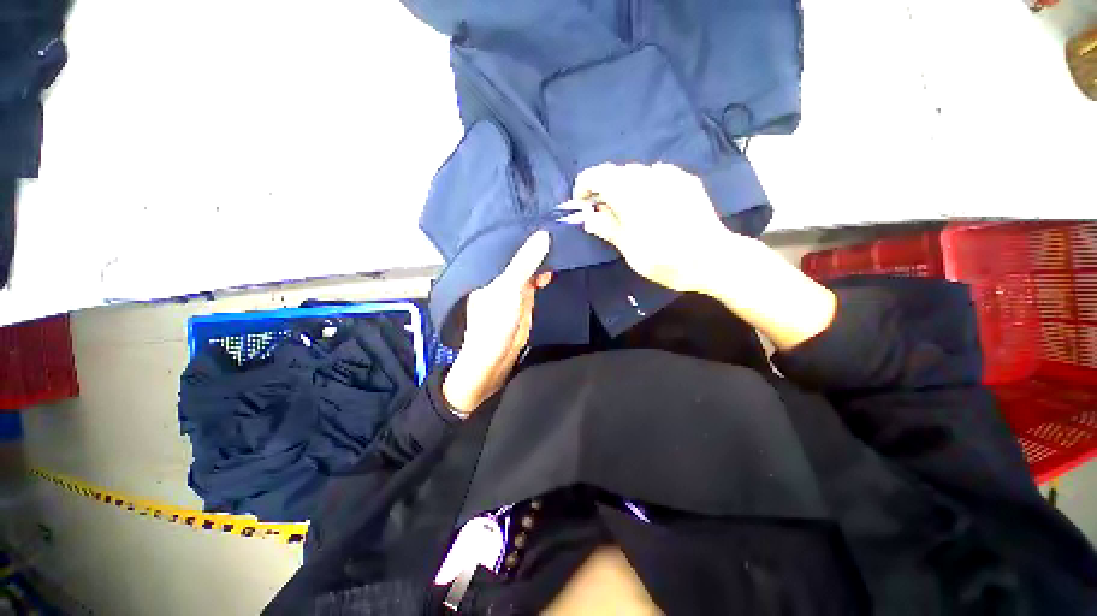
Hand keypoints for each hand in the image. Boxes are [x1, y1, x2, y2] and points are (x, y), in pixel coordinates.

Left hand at [442, 231, 552, 414]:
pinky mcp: (525, 298)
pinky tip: (555, 264)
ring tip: (560, 239)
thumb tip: (544, 235)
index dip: (521, 229)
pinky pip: (536, 280)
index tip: (541, 215)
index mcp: (488, 267)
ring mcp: (513, 286)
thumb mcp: (510, 288)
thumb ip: (525, 263)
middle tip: (557, 224)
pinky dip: (545, 273)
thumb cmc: (494, 322)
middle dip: (535, 243)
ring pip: (529, 265)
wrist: (496, 357)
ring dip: (542, 257)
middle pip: (519, 253)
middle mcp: (499, 274)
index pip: (506, 241)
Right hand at [578, 162, 739, 293]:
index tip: (582, 203)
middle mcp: (649, 178)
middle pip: (617, 172)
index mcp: (631, 195)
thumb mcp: (630, 250)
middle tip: (603, 211)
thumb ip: (608, 228)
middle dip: (604, 188)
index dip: (584, 185)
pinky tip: (652, 202)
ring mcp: (671, 177)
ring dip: (625, 186)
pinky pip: (658, 174)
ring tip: (628, 209)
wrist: (712, 259)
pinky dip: (646, 184)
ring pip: (637, 172)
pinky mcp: (686, 181)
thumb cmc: (666, 260)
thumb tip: (589, 217)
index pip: (598, 175)